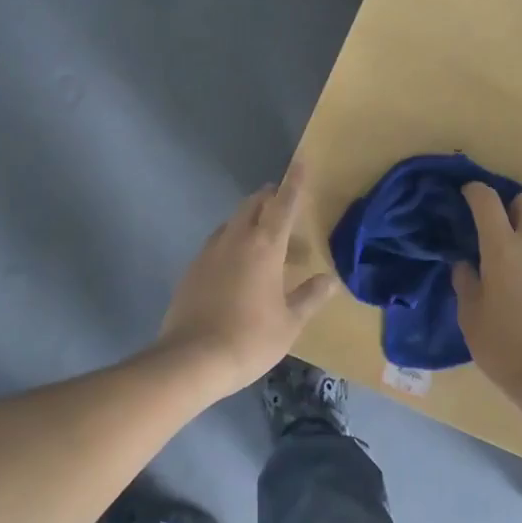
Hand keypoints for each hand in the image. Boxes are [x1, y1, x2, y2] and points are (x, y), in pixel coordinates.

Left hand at [155, 163, 337, 398]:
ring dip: (250, 221)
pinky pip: (217, 242)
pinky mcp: (192, 268)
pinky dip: (232, 242)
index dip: (294, 183)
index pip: (283, 204)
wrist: (191, 360)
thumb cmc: (249, 339)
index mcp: (264, 246)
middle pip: (253, 205)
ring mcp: (210, 252)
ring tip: (265, 243)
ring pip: (233, 222)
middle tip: (285, 208)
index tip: (301, 162)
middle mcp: (236, 239)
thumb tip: (330, 280)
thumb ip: (310, 297)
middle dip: (270, 199)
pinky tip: (238, 267)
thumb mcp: (289, 323)